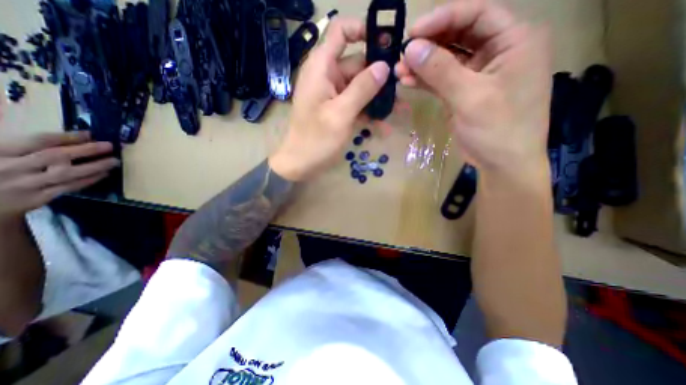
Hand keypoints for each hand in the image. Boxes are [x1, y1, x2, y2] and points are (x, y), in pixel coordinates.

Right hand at [0, 131, 118, 219]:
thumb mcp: (3, 153)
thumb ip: (29, 146)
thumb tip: (73, 137)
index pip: (37, 140)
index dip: (67, 137)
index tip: (91, 134)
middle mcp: (11, 167)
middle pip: (56, 156)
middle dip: (87, 150)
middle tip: (110, 146)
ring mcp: (25, 184)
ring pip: (67, 173)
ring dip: (95, 166)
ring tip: (115, 161)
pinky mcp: (36, 198)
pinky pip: (70, 187)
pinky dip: (89, 179)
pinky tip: (104, 174)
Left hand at [269, 17, 388, 181]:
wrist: (300, 165)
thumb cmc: (316, 140)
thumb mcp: (341, 114)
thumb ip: (362, 89)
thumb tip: (383, 67)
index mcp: (321, 68)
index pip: (341, 32)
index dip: (363, 30)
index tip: (387, 44)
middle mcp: (327, 77)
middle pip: (358, 64)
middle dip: (380, 76)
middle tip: (402, 89)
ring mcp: (333, 95)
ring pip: (360, 88)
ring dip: (378, 99)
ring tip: (400, 110)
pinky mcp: (337, 111)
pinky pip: (356, 105)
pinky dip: (369, 114)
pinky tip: (384, 127)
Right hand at [398, 1, 549, 180]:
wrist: (501, 164)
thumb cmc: (498, 129)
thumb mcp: (470, 97)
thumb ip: (441, 71)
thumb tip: (411, 47)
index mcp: (514, 41)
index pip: (477, 14)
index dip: (443, 18)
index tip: (413, 32)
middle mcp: (496, 52)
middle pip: (458, 36)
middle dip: (429, 45)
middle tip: (402, 53)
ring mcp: (476, 74)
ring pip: (446, 60)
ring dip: (422, 65)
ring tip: (399, 70)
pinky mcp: (462, 93)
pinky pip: (441, 80)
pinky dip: (424, 80)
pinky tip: (407, 81)